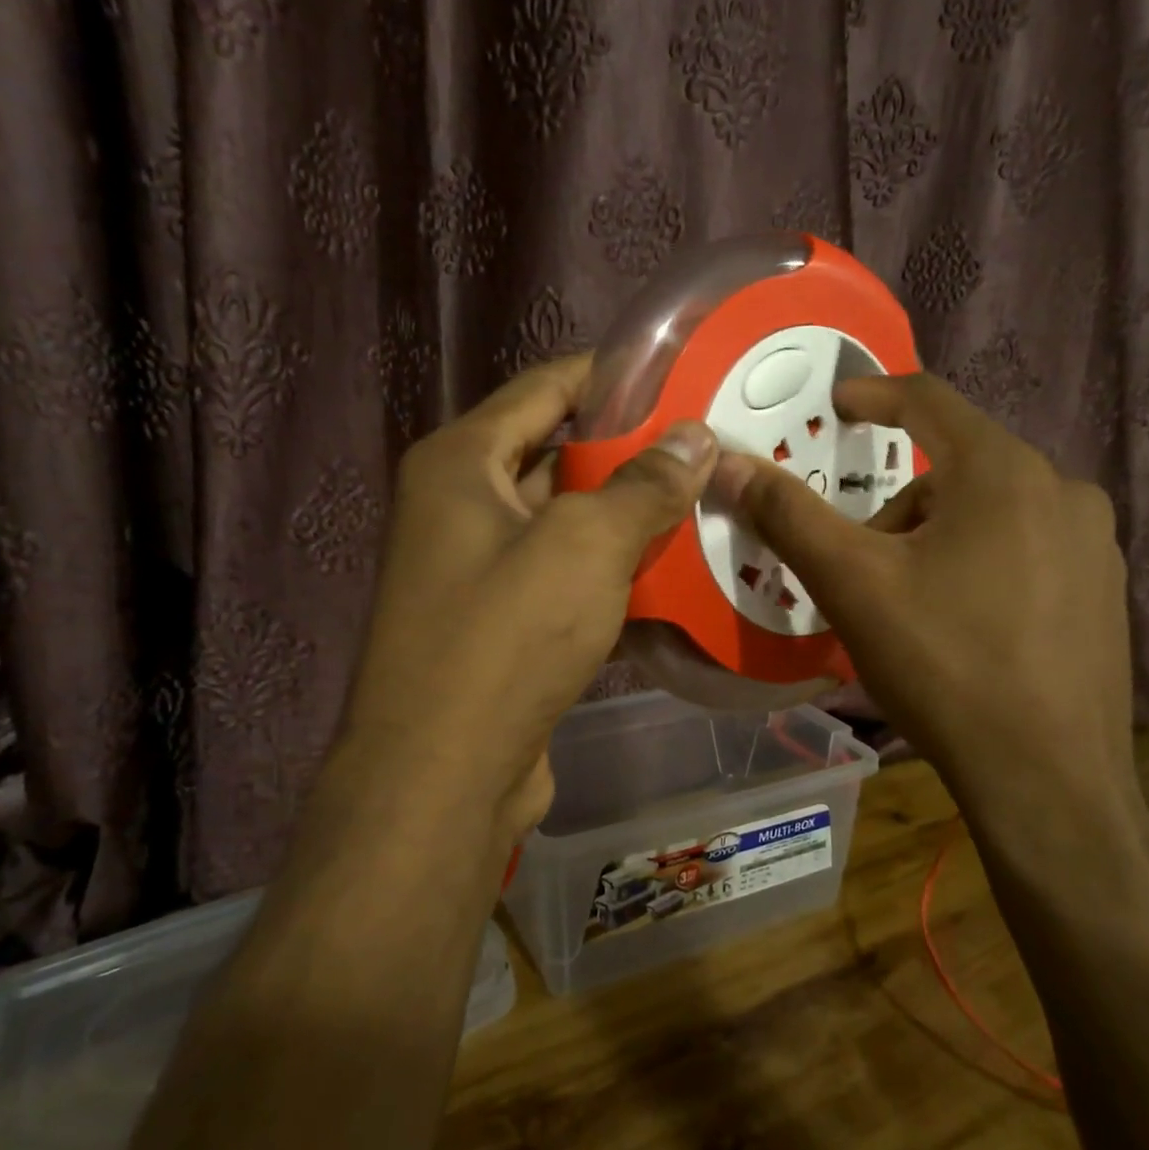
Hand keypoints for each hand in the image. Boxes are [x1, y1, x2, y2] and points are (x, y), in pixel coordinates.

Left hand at [329, 355, 718, 843]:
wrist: (442, 776)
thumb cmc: (505, 639)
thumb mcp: (584, 546)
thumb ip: (643, 485)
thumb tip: (696, 436)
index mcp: (460, 463)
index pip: (543, 387)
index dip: (610, 375)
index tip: (680, 373)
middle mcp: (458, 506)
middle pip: (554, 453)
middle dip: (629, 450)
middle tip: (706, 445)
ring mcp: (477, 568)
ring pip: (564, 521)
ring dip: (625, 516)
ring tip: (703, 501)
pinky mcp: (500, 623)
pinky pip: (564, 575)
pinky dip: (610, 571)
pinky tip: (670, 573)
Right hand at [711, 373, 1136, 822]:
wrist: (1049, 780)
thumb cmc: (944, 665)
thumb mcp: (853, 585)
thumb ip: (789, 516)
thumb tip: (729, 463)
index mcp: (1003, 472)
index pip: (927, 400)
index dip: (872, 395)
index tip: (836, 406)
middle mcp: (1063, 490)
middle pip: (955, 469)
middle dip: (896, 506)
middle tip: (861, 565)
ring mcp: (1095, 544)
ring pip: (991, 513)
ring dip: (936, 539)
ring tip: (909, 608)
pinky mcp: (1106, 593)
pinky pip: (1026, 550)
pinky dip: (980, 565)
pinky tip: (964, 628)